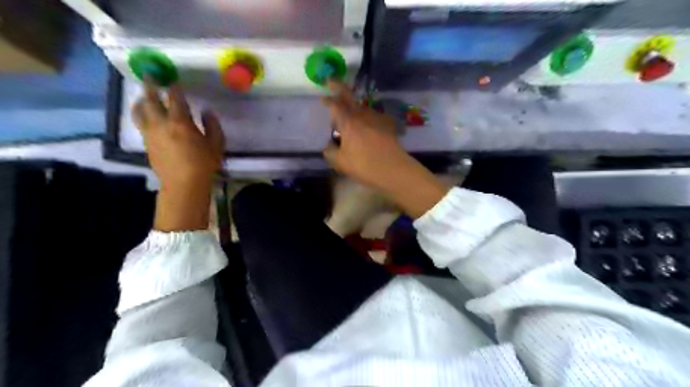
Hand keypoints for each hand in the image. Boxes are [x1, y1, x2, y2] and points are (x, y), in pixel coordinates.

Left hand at [131, 80, 222, 229]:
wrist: (183, 184)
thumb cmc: (203, 164)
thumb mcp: (216, 144)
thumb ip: (212, 126)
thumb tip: (207, 112)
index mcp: (180, 122)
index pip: (175, 99)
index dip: (174, 88)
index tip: (174, 80)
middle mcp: (161, 123)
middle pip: (150, 99)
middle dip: (150, 86)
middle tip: (150, 76)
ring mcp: (150, 133)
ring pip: (139, 111)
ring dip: (141, 100)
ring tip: (143, 96)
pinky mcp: (146, 143)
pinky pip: (141, 123)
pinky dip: (142, 115)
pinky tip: (147, 116)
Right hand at [322, 80, 410, 190]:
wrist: (394, 169)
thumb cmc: (364, 165)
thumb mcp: (340, 162)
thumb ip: (330, 152)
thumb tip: (329, 146)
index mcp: (348, 122)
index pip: (335, 104)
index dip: (327, 100)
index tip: (322, 99)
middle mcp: (362, 115)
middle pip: (349, 96)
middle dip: (339, 87)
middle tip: (332, 81)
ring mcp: (377, 118)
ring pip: (362, 108)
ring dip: (354, 109)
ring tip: (351, 119)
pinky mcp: (388, 124)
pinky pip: (374, 117)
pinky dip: (368, 120)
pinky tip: (368, 129)